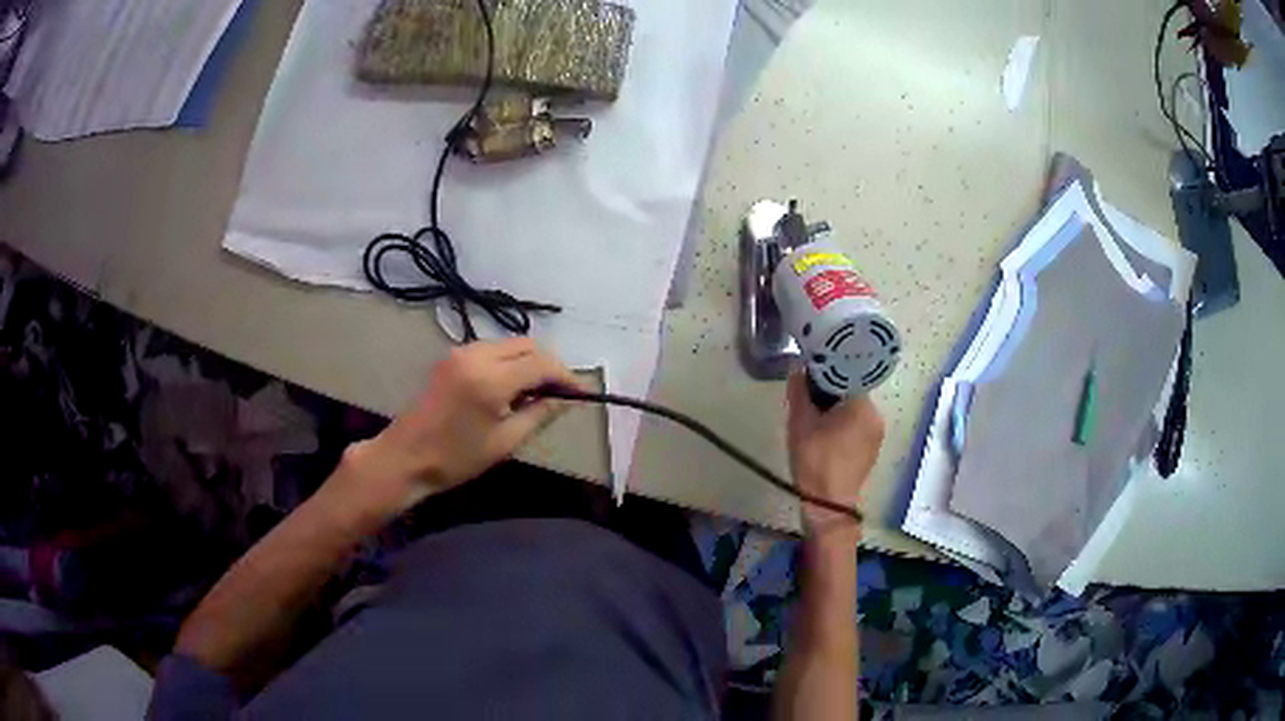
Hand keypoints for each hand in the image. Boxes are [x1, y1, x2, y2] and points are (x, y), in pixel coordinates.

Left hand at [337, 338, 581, 518]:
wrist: (405, 457)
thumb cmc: (455, 458)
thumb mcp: (505, 442)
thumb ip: (539, 414)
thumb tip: (565, 400)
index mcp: (491, 378)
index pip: (542, 363)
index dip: (566, 376)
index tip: (581, 393)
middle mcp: (477, 355)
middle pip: (527, 345)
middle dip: (549, 364)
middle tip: (561, 392)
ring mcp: (461, 352)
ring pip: (510, 344)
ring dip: (529, 361)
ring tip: (538, 392)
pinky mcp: (452, 357)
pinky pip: (492, 350)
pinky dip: (510, 361)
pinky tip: (512, 386)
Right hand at [786, 370, 883, 534]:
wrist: (828, 504)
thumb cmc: (815, 460)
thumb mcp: (800, 423)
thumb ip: (800, 391)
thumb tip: (798, 368)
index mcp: (861, 405)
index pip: (846, 375)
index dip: (827, 374)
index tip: (811, 377)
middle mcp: (875, 415)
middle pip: (852, 393)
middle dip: (831, 394)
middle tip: (809, 402)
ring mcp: (877, 434)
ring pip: (855, 411)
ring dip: (838, 411)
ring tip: (817, 421)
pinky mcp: (872, 449)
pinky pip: (858, 427)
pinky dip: (844, 426)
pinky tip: (828, 438)